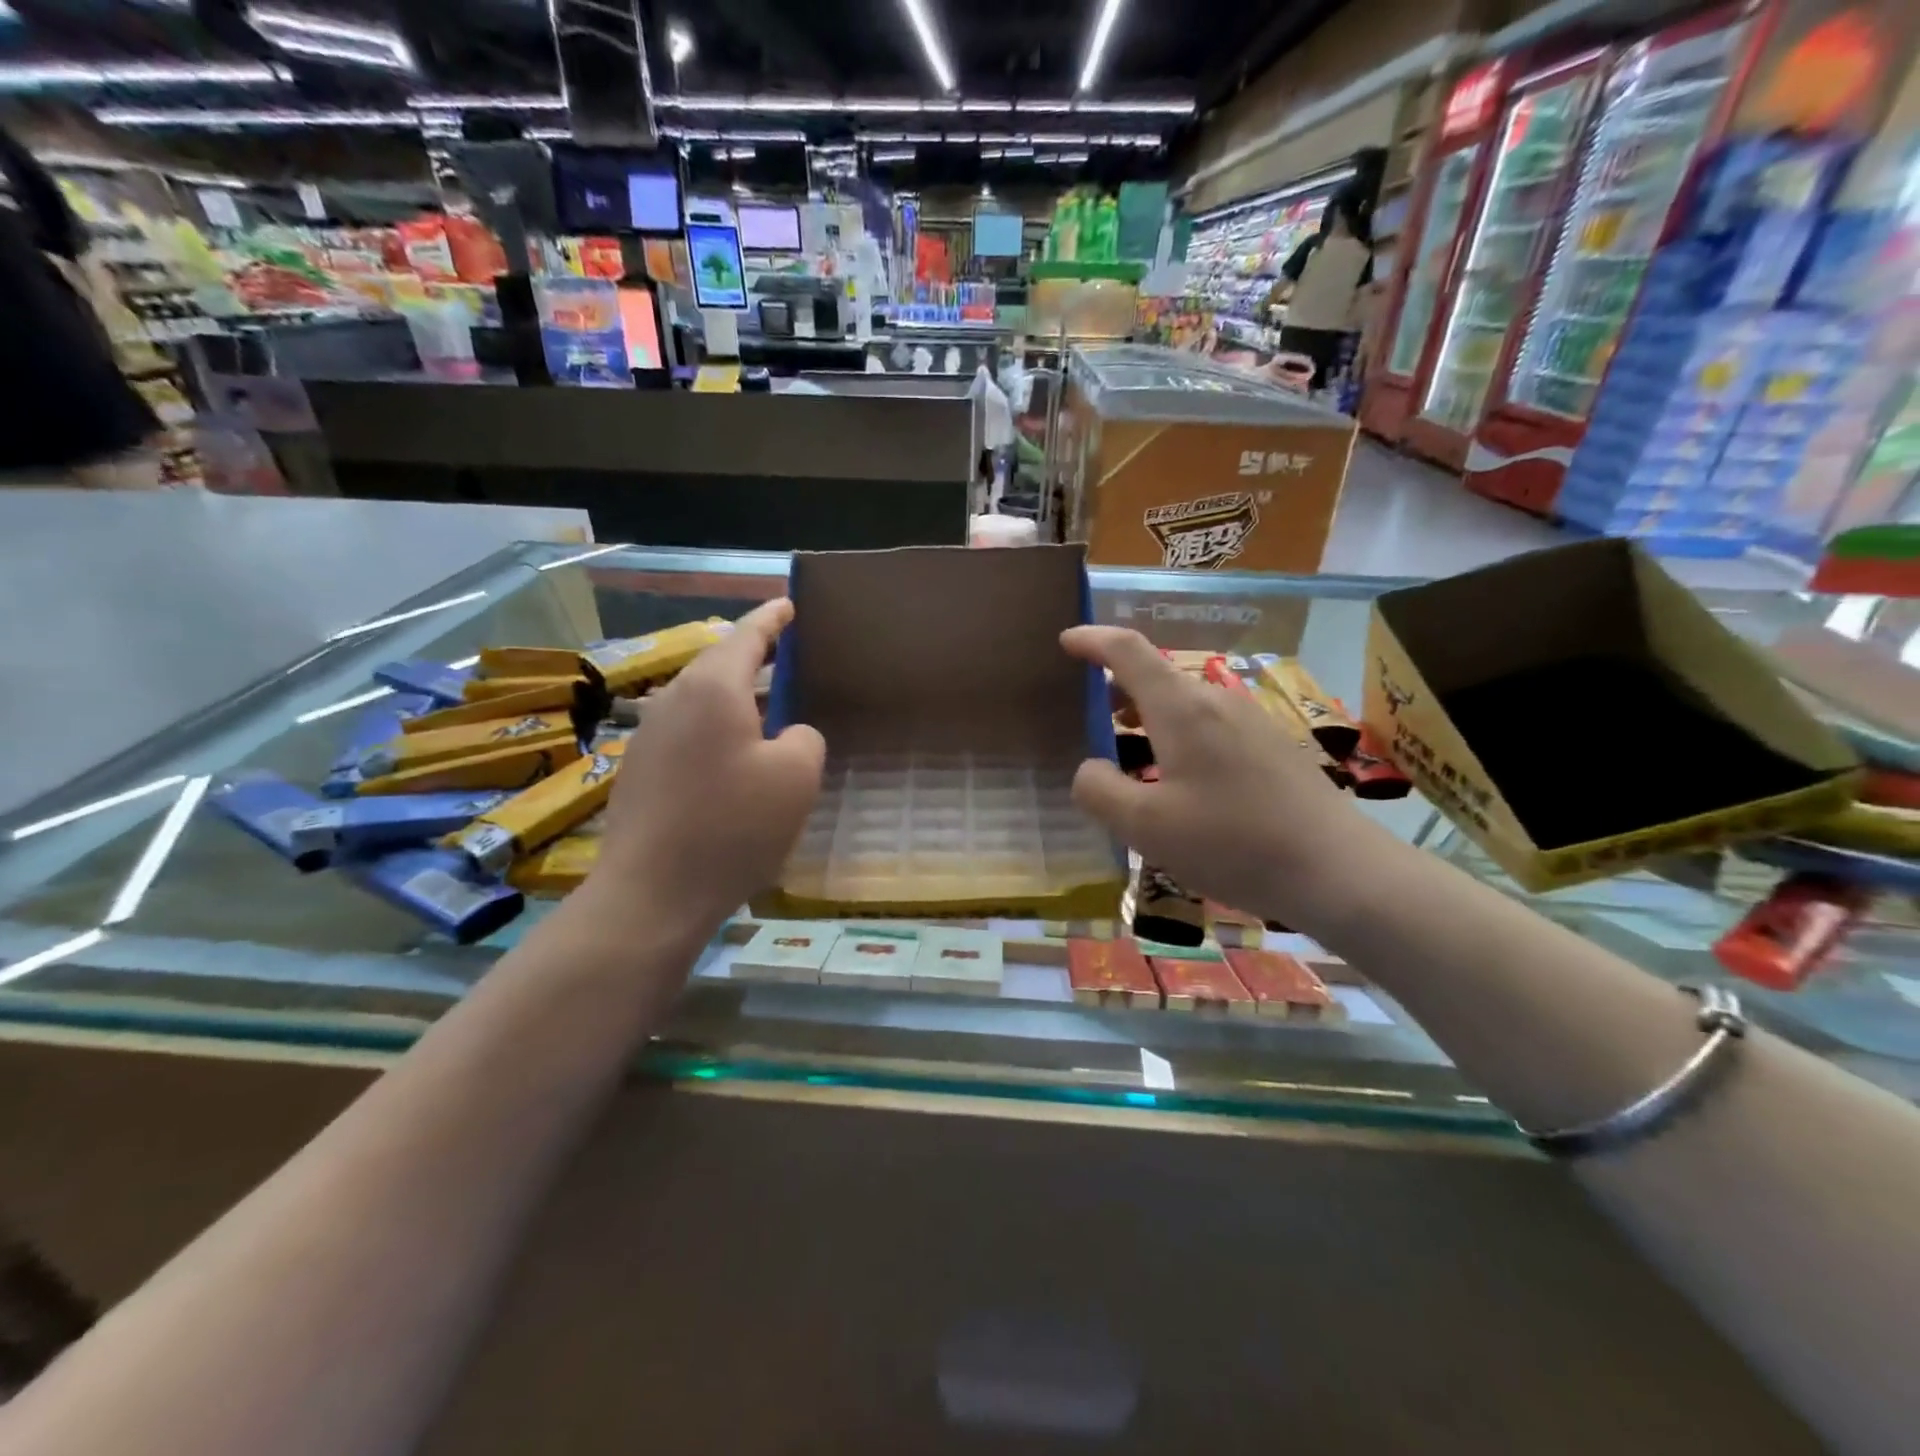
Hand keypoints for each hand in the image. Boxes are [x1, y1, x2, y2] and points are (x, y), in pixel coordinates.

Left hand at [584, 599, 823, 940]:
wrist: (651, 894)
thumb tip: (787, 734)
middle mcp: (674, 699)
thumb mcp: (796, 777)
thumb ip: (803, 738)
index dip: (772, 618)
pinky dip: (716, 727)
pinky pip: (687, 730)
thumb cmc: (732, 826)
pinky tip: (734, 755)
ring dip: (736, 695)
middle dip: (753, 654)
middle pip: (718, 663)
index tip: (790, 604)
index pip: (748, 635)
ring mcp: (650, 735)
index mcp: (713, 688)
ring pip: (701, 698)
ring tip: (768, 704)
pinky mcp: (640, 770)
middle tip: (786, 653)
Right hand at [1061, 627, 1374, 931]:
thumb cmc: (1231, 842)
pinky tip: (1179, 781)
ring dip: (1148, 718)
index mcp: (1181, 708)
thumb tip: (1090, 768)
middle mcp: (1216, 701)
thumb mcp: (1145, 826)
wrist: (1337, 870)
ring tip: (1127, 752)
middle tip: (1087, 719)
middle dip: (1116, 690)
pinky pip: (1210, 726)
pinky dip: (1178, 737)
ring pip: (1184, 704)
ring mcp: (1251, 721)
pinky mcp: (1272, 746)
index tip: (1066, 641)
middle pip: (1156, 678)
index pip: (1128, 651)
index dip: (1092, 640)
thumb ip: (1099, 790)